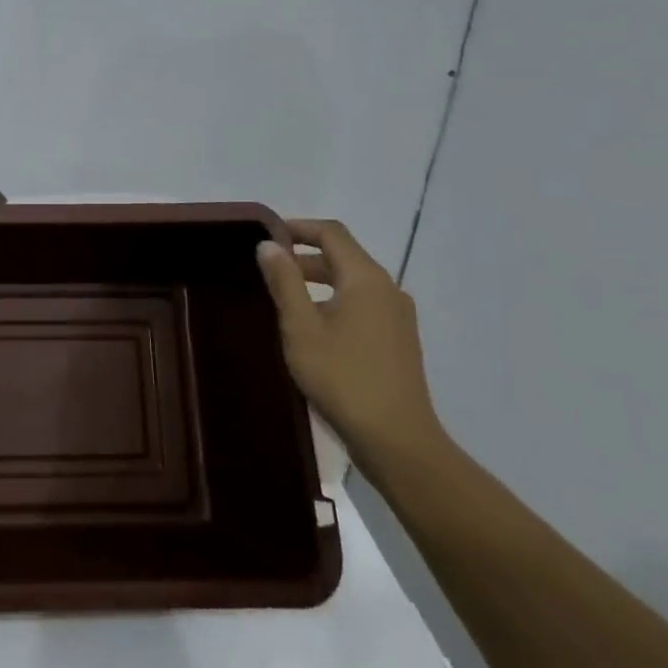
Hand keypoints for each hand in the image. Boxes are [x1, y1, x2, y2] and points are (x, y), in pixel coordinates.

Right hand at [256, 219, 446, 466]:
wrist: (397, 440)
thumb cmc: (343, 378)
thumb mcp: (301, 327)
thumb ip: (284, 282)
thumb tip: (269, 245)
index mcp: (366, 279)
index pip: (332, 233)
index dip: (299, 227)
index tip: (267, 235)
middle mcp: (388, 289)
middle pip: (344, 256)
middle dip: (305, 256)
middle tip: (268, 267)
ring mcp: (398, 316)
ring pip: (353, 282)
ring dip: (319, 279)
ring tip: (285, 296)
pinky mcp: (399, 340)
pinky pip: (363, 304)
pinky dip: (335, 299)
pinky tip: (314, 326)